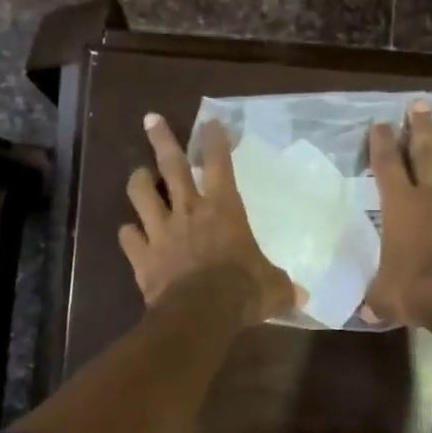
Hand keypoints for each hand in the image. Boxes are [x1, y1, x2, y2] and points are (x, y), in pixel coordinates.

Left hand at [119, 114, 299, 325]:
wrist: (201, 314)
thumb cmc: (242, 291)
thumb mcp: (273, 289)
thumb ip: (283, 288)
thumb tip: (302, 298)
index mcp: (224, 210)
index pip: (220, 164)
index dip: (215, 141)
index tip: (211, 122)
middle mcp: (189, 212)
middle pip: (171, 166)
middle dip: (161, 140)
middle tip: (151, 119)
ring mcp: (161, 232)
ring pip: (141, 194)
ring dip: (139, 181)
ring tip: (139, 175)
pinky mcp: (142, 257)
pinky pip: (128, 237)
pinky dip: (129, 234)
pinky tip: (129, 233)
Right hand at [365, 103, 431, 325]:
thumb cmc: (414, 287)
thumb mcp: (385, 296)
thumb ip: (377, 298)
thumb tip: (366, 311)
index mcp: (400, 206)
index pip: (386, 166)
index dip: (381, 144)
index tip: (380, 124)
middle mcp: (431, 196)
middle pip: (424, 153)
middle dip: (420, 128)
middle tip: (420, 105)